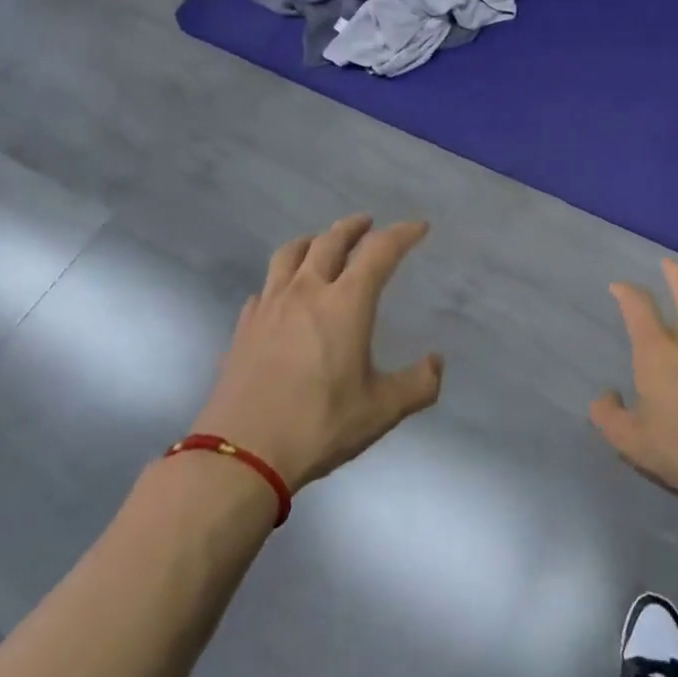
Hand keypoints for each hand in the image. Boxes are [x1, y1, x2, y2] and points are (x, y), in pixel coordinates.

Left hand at [190, 216, 442, 492]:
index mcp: (345, 303)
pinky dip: (281, 279)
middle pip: (330, 241)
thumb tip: (436, 363)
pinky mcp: (244, 326)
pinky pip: (265, 287)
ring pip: (290, 254)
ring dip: (312, 241)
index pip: (379, 252)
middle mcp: (306, 292)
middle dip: (353, 227)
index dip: (402, 234)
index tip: (418, 227)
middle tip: (367, 223)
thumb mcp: (381, 410)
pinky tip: (283, 295)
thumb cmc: (319, 425)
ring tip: (321, 243)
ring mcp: (269, 306)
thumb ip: (418, 384)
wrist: (241, 453)